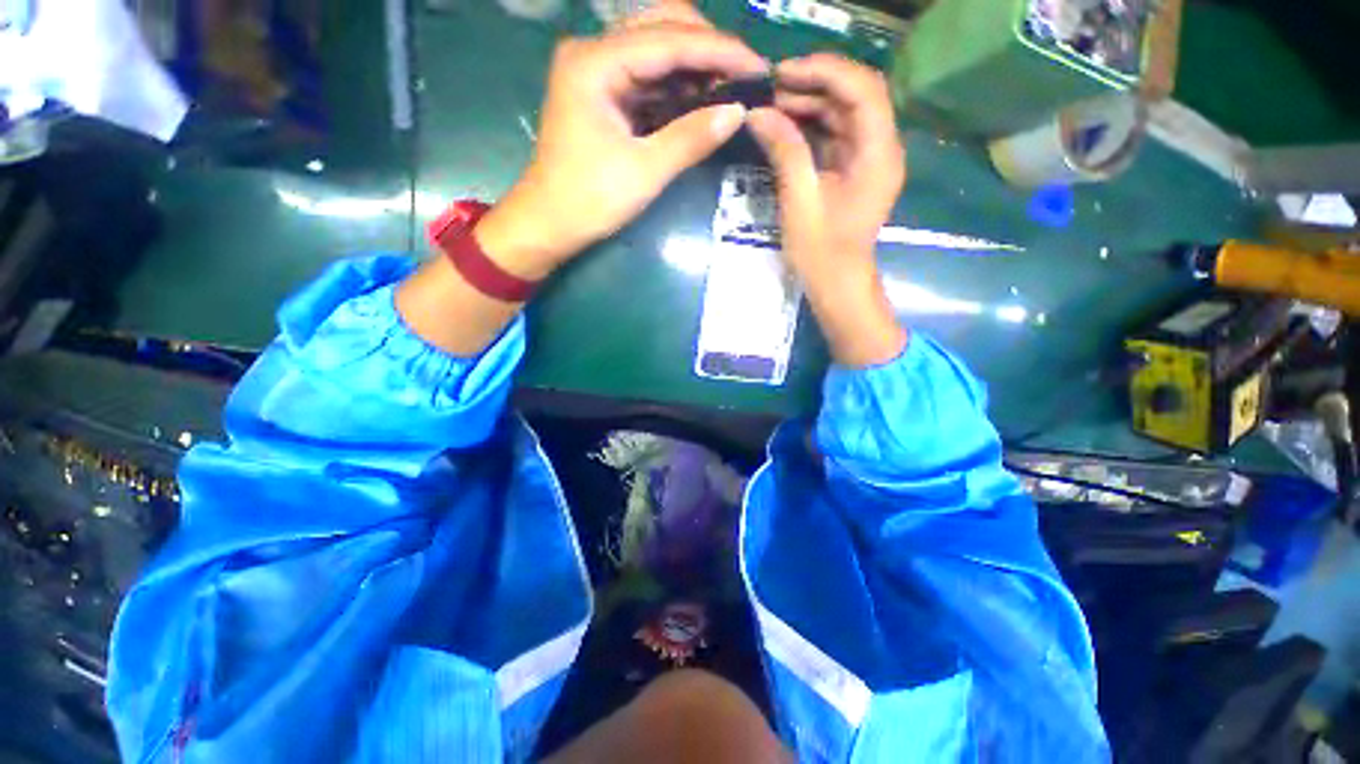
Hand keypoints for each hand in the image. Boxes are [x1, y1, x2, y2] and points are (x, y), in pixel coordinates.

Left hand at [476, 1, 766, 279]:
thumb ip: (691, 138)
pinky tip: (702, 98)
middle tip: (745, 77)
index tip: (759, 68)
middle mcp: (594, 52)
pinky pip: (648, 76)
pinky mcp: (603, 93)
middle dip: (708, 48)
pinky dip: (677, 86)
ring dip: (695, 65)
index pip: (669, 40)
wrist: (550, 224)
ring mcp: (597, 71)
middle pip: (662, 26)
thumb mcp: (645, 172)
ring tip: (731, 88)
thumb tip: (738, 112)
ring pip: (656, 48)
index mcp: (596, 63)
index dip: (719, 51)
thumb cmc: (590, 200)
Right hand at [747, 53, 907, 365]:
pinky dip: (812, 127)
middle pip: (855, 96)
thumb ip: (785, 151)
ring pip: (845, 114)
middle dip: (814, 85)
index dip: (825, 71)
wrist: (838, 284)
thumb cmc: (822, 251)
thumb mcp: (800, 200)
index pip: (862, 88)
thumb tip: (759, 113)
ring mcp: (869, 159)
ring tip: (773, 107)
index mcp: (878, 153)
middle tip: (772, 90)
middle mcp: (881, 148)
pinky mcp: (855, 171)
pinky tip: (786, 127)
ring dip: (811, 105)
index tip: (783, 74)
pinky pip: (836, 136)